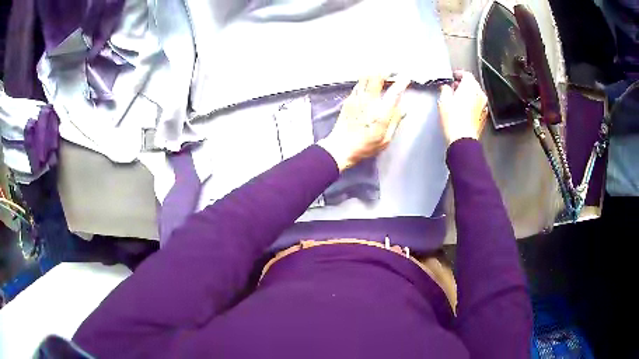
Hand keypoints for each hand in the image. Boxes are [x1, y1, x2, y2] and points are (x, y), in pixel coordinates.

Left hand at [318, 75, 410, 171]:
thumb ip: (395, 121)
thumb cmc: (365, 146)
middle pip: (376, 78)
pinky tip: (369, 83)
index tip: (406, 77)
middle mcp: (368, 102)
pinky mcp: (348, 100)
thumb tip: (404, 108)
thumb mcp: (385, 139)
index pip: (393, 93)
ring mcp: (356, 99)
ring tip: (381, 73)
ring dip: (374, 73)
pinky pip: (358, 85)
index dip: (401, 82)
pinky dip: (365, 80)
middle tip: (392, 71)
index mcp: (380, 113)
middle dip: (385, 72)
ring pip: (365, 78)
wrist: (340, 147)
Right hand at [438, 70, 488, 145]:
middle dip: (463, 84)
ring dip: (468, 95)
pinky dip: (472, 104)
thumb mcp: (443, 100)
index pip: (466, 74)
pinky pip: (478, 105)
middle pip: (472, 84)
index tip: (454, 76)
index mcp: (470, 86)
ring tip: (458, 100)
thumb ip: (445, 89)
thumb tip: (446, 88)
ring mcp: (483, 105)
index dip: (459, 74)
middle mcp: (479, 94)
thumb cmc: (454, 120)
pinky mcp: (483, 116)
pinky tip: (463, 110)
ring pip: (476, 95)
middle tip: (454, 88)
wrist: (462, 138)